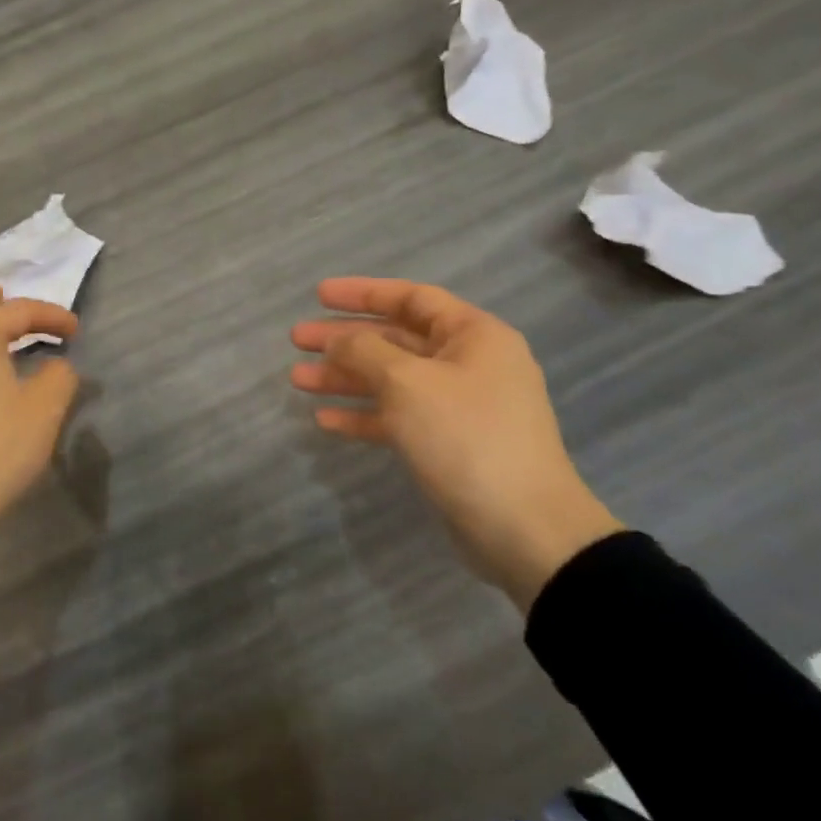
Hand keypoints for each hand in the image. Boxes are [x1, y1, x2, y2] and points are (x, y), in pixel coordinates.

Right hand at [291, 277, 623, 611]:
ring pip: (391, 379)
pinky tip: (325, 419)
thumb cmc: (465, 436)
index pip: (412, 298)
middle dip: (344, 339)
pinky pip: (397, 417)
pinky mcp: (447, 444)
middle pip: (395, 338)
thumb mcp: (407, 382)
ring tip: (297, 379)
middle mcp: (468, 364)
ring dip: (345, 377)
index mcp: (473, 336)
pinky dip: (363, 414)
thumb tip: (339, 339)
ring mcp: (458, 406)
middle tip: (297, 340)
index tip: (318, 295)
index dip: (363, 293)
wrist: (524, 528)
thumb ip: (365, 350)